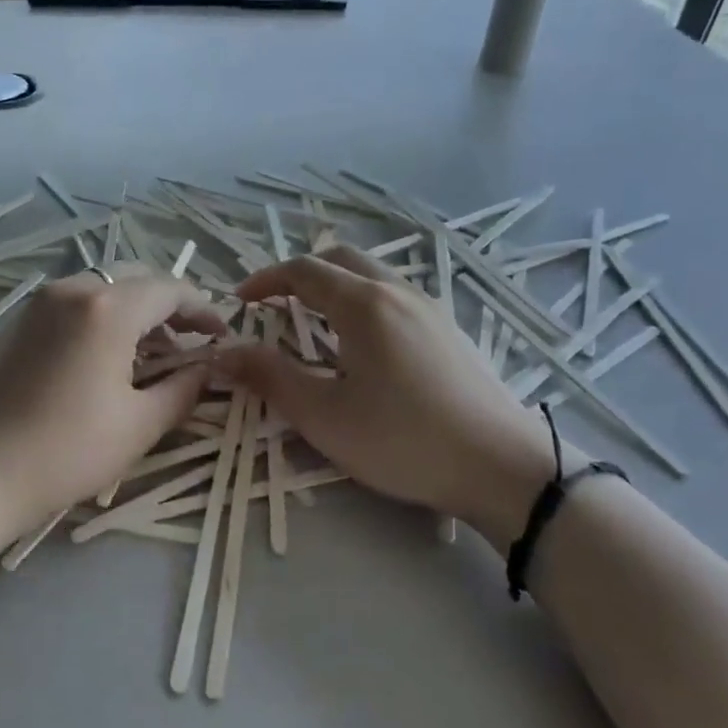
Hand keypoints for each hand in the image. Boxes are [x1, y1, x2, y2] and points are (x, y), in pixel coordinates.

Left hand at [0, 267, 226, 542]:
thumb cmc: (64, 452)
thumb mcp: (138, 425)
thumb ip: (183, 389)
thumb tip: (208, 369)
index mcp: (107, 308)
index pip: (170, 289)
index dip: (203, 309)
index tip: (221, 336)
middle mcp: (73, 289)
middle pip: (136, 280)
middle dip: (169, 307)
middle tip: (190, 344)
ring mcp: (40, 302)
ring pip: (104, 289)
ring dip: (135, 312)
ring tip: (152, 355)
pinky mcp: (18, 321)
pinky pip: (75, 304)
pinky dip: (102, 318)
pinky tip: (106, 358)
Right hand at [223, 246, 561, 542]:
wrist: (504, 467)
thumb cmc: (403, 440)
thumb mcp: (324, 415)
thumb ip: (270, 378)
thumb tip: (222, 352)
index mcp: (363, 304)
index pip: (303, 270)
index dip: (266, 280)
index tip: (240, 302)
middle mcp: (398, 292)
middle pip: (340, 259)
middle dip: (299, 274)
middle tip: (274, 304)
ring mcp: (430, 308)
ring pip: (371, 275)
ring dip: (334, 285)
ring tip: (313, 323)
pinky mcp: (449, 330)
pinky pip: (395, 296)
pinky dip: (362, 301)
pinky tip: (362, 345)